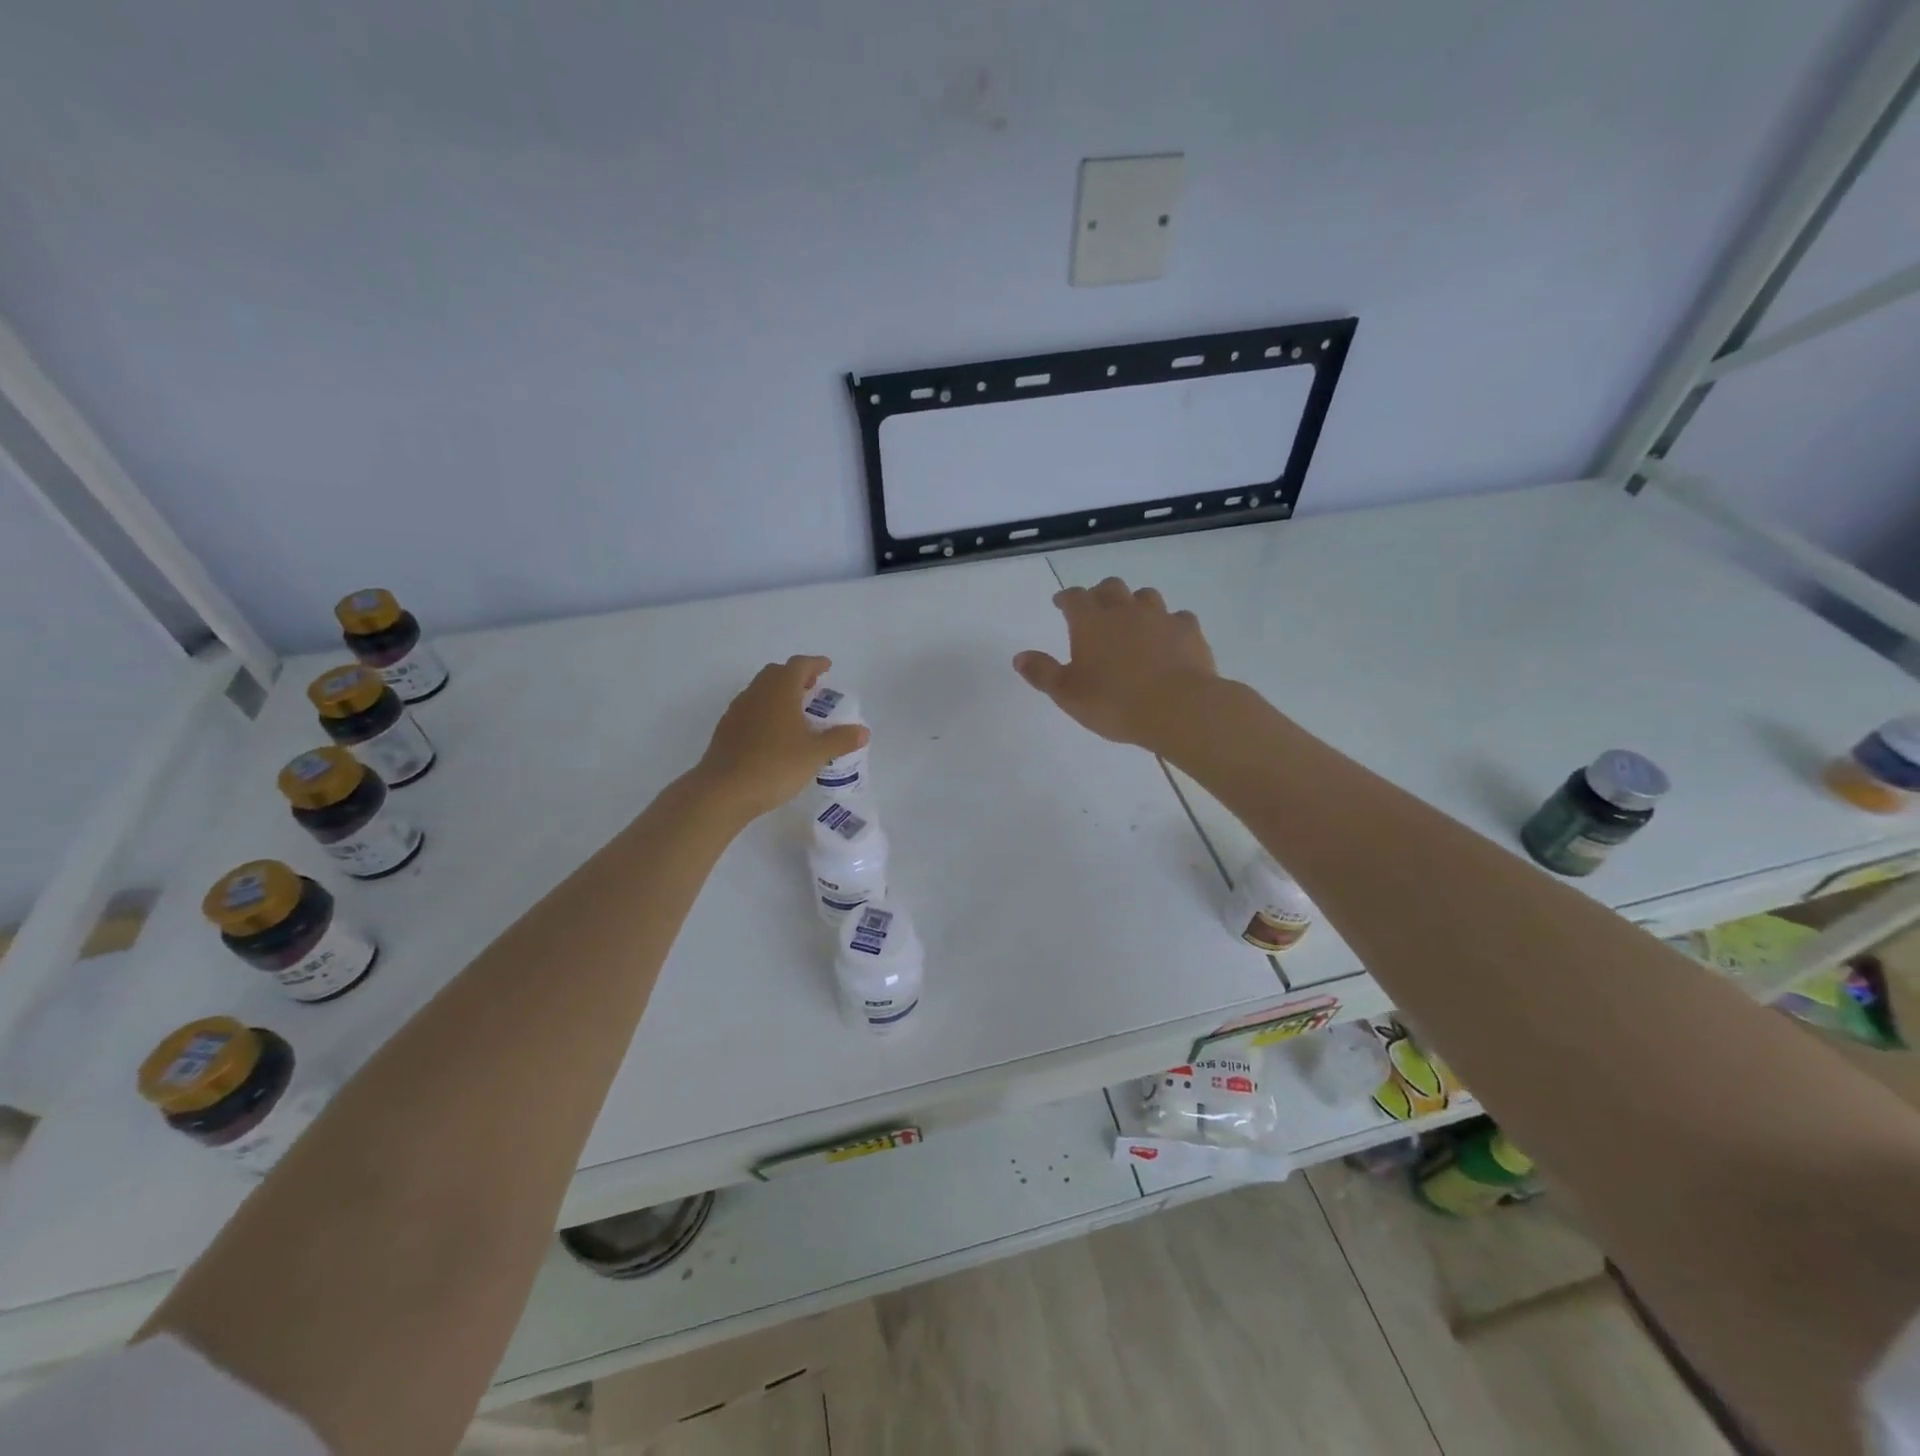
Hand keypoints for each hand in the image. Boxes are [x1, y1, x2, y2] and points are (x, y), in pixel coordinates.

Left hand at [694, 656, 868, 820]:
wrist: (723, 791)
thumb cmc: (775, 765)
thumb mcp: (815, 754)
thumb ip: (840, 740)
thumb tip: (863, 731)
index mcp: (780, 690)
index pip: (799, 665)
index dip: (815, 663)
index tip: (827, 667)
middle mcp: (756, 693)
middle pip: (776, 673)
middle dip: (796, 676)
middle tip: (813, 688)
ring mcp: (737, 711)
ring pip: (761, 690)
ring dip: (779, 693)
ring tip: (796, 711)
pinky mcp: (726, 730)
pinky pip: (750, 709)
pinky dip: (766, 711)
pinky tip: (774, 734)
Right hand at [1013, 577, 1217, 752]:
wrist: (1177, 707)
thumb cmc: (1113, 702)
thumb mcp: (1067, 694)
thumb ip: (1042, 673)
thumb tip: (1019, 657)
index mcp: (1090, 622)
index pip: (1074, 598)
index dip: (1066, 598)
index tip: (1061, 603)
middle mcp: (1124, 610)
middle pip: (1111, 587)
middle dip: (1101, 594)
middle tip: (1096, 608)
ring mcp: (1160, 617)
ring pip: (1146, 596)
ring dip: (1136, 603)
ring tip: (1133, 620)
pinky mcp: (1189, 631)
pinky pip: (1178, 618)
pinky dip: (1170, 624)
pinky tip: (1169, 639)